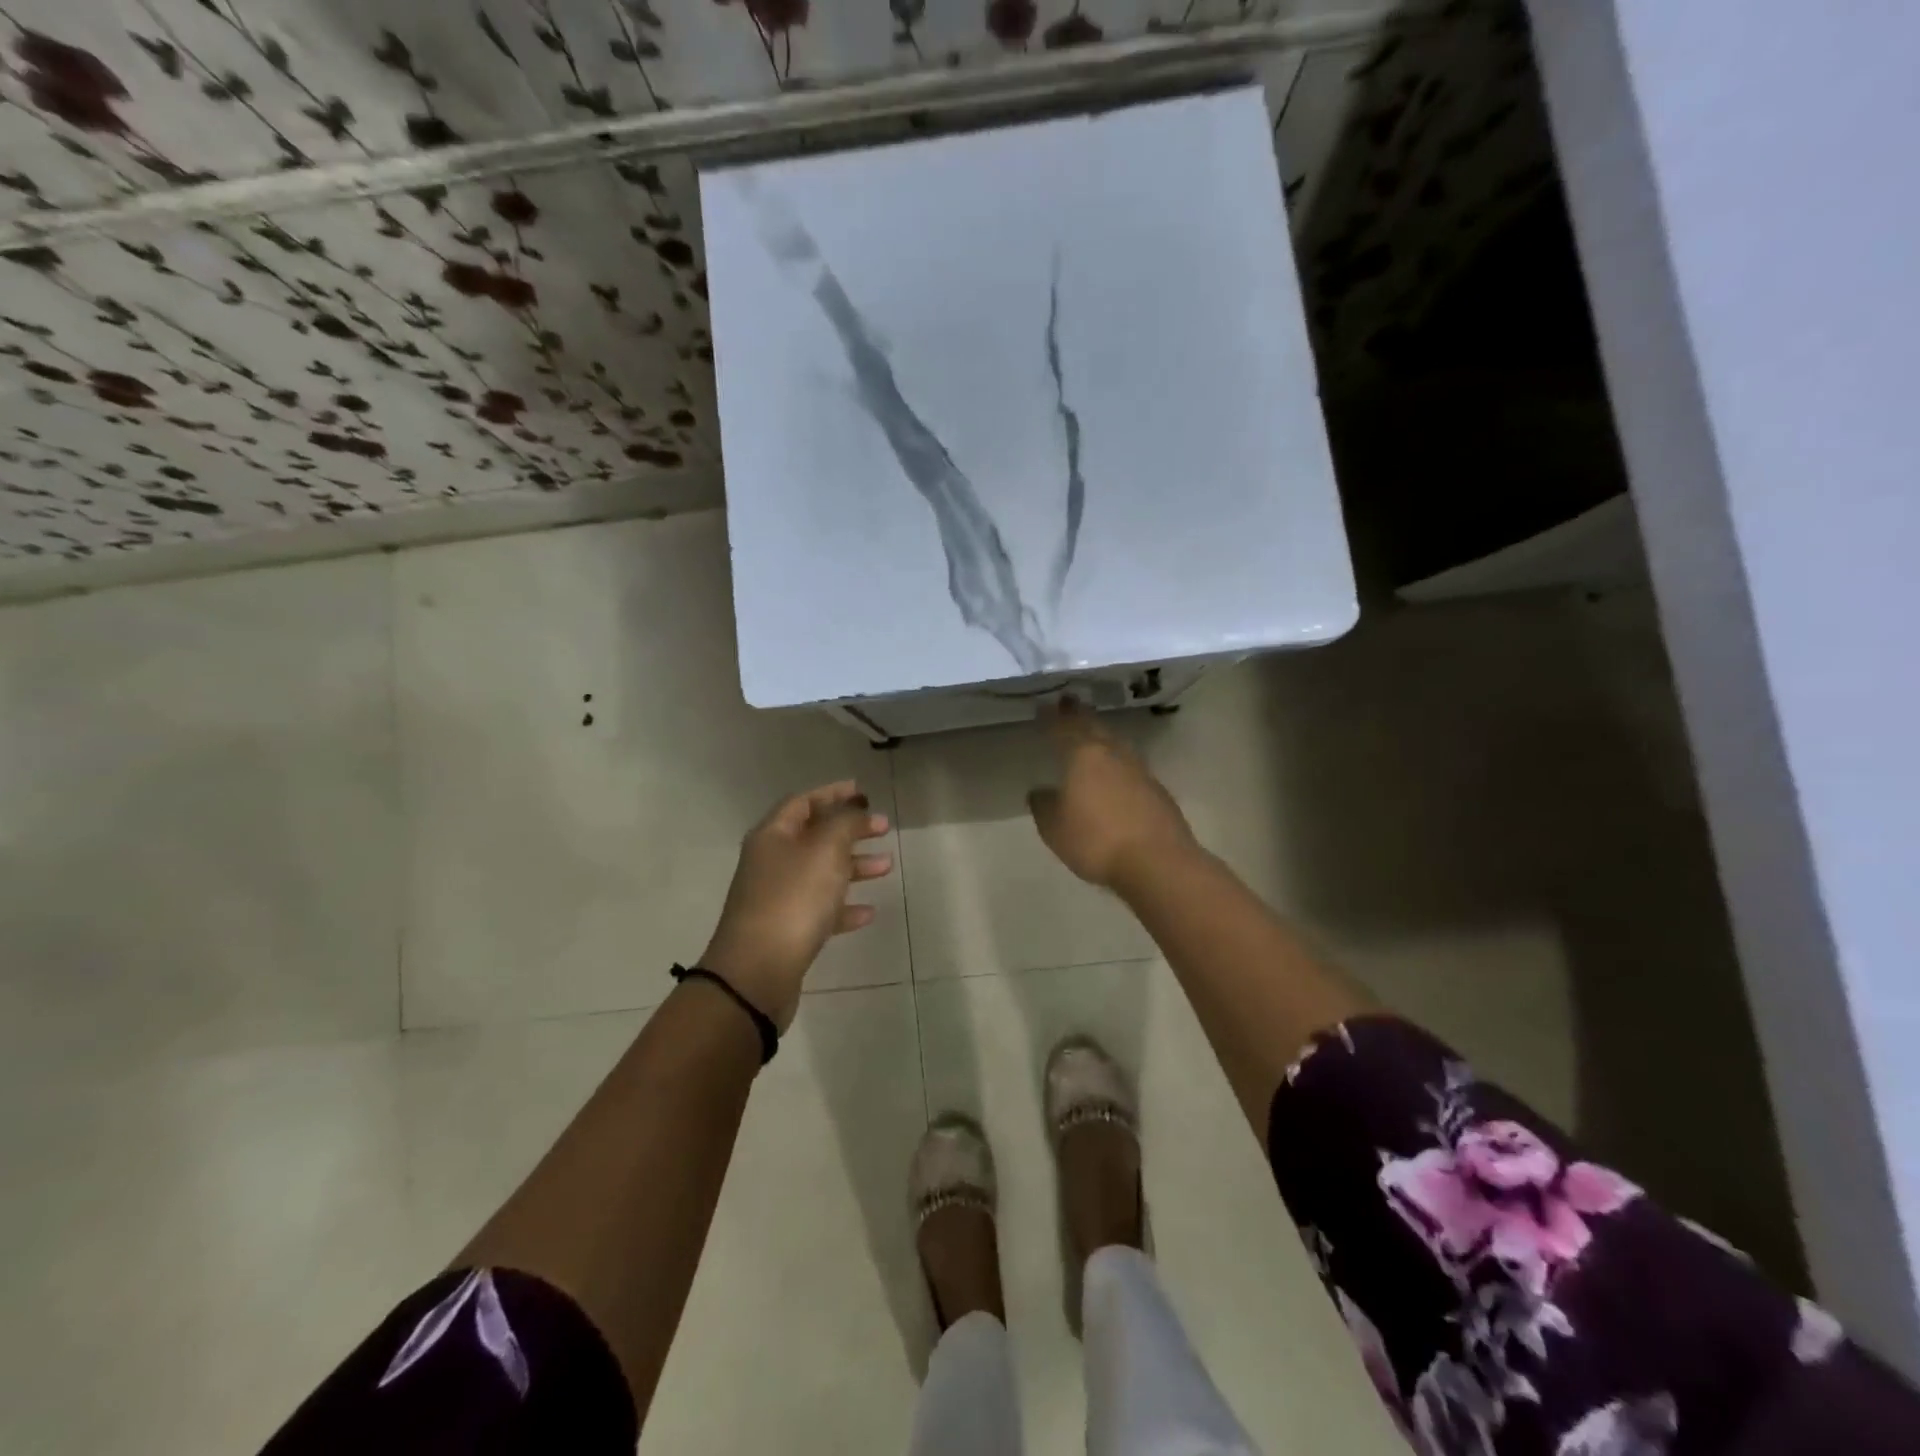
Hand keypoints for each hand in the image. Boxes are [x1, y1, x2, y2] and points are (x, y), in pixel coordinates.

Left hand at [699, 781, 892, 1031]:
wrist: (756, 972)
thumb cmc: (793, 900)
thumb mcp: (826, 851)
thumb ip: (845, 823)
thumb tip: (854, 808)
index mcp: (773, 835)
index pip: (804, 802)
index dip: (833, 793)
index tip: (863, 792)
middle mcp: (770, 862)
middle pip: (814, 836)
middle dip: (850, 830)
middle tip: (883, 828)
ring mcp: (776, 897)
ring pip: (820, 872)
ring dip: (853, 866)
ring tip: (886, 867)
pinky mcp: (785, 931)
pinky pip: (819, 910)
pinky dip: (843, 907)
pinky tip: (868, 912)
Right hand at [1028, 699, 1196, 893]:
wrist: (1156, 862)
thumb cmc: (1096, 840)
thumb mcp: (1055, 828)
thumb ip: (1044, 806)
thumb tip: (1040, 791)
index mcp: (1084, 756)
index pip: (1064, 728)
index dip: (1053, 717)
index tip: (1045, 705)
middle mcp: (1113, 755)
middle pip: (1094, 727)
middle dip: (1080, 714)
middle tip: (1070, 702)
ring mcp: (1139, 771)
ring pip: (1116, 744)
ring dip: (1102, 734)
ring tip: (1093, 732)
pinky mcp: (1157, 791)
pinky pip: (1131, 766)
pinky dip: (1119, 762)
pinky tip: (1116, 772)